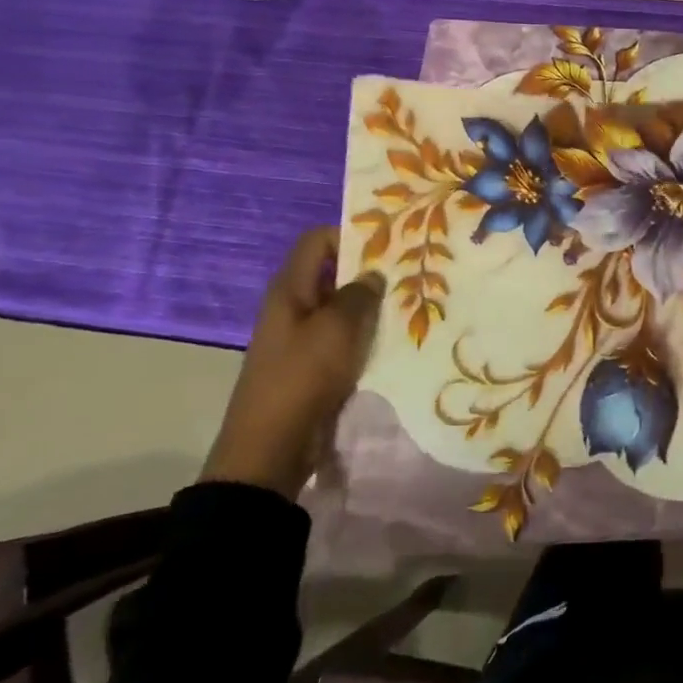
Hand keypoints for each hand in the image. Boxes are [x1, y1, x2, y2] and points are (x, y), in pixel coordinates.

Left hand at [200, 228, 383, 498]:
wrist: (272, 447)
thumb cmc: (302, 377)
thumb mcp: (336, 328)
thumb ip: (358, 294)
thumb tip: (372, 274)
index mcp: (290, 289)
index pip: (318, 240)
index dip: (350, 235)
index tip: (389, 242)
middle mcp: (293, 306)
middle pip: (332, 273)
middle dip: (368, 271)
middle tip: (410, 272)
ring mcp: (302, 337)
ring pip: (341, 307)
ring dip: (370, 306)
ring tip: (410, 303)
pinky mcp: (312, 365)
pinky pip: (343, 337)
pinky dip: (365, 335)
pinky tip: (394, 339)